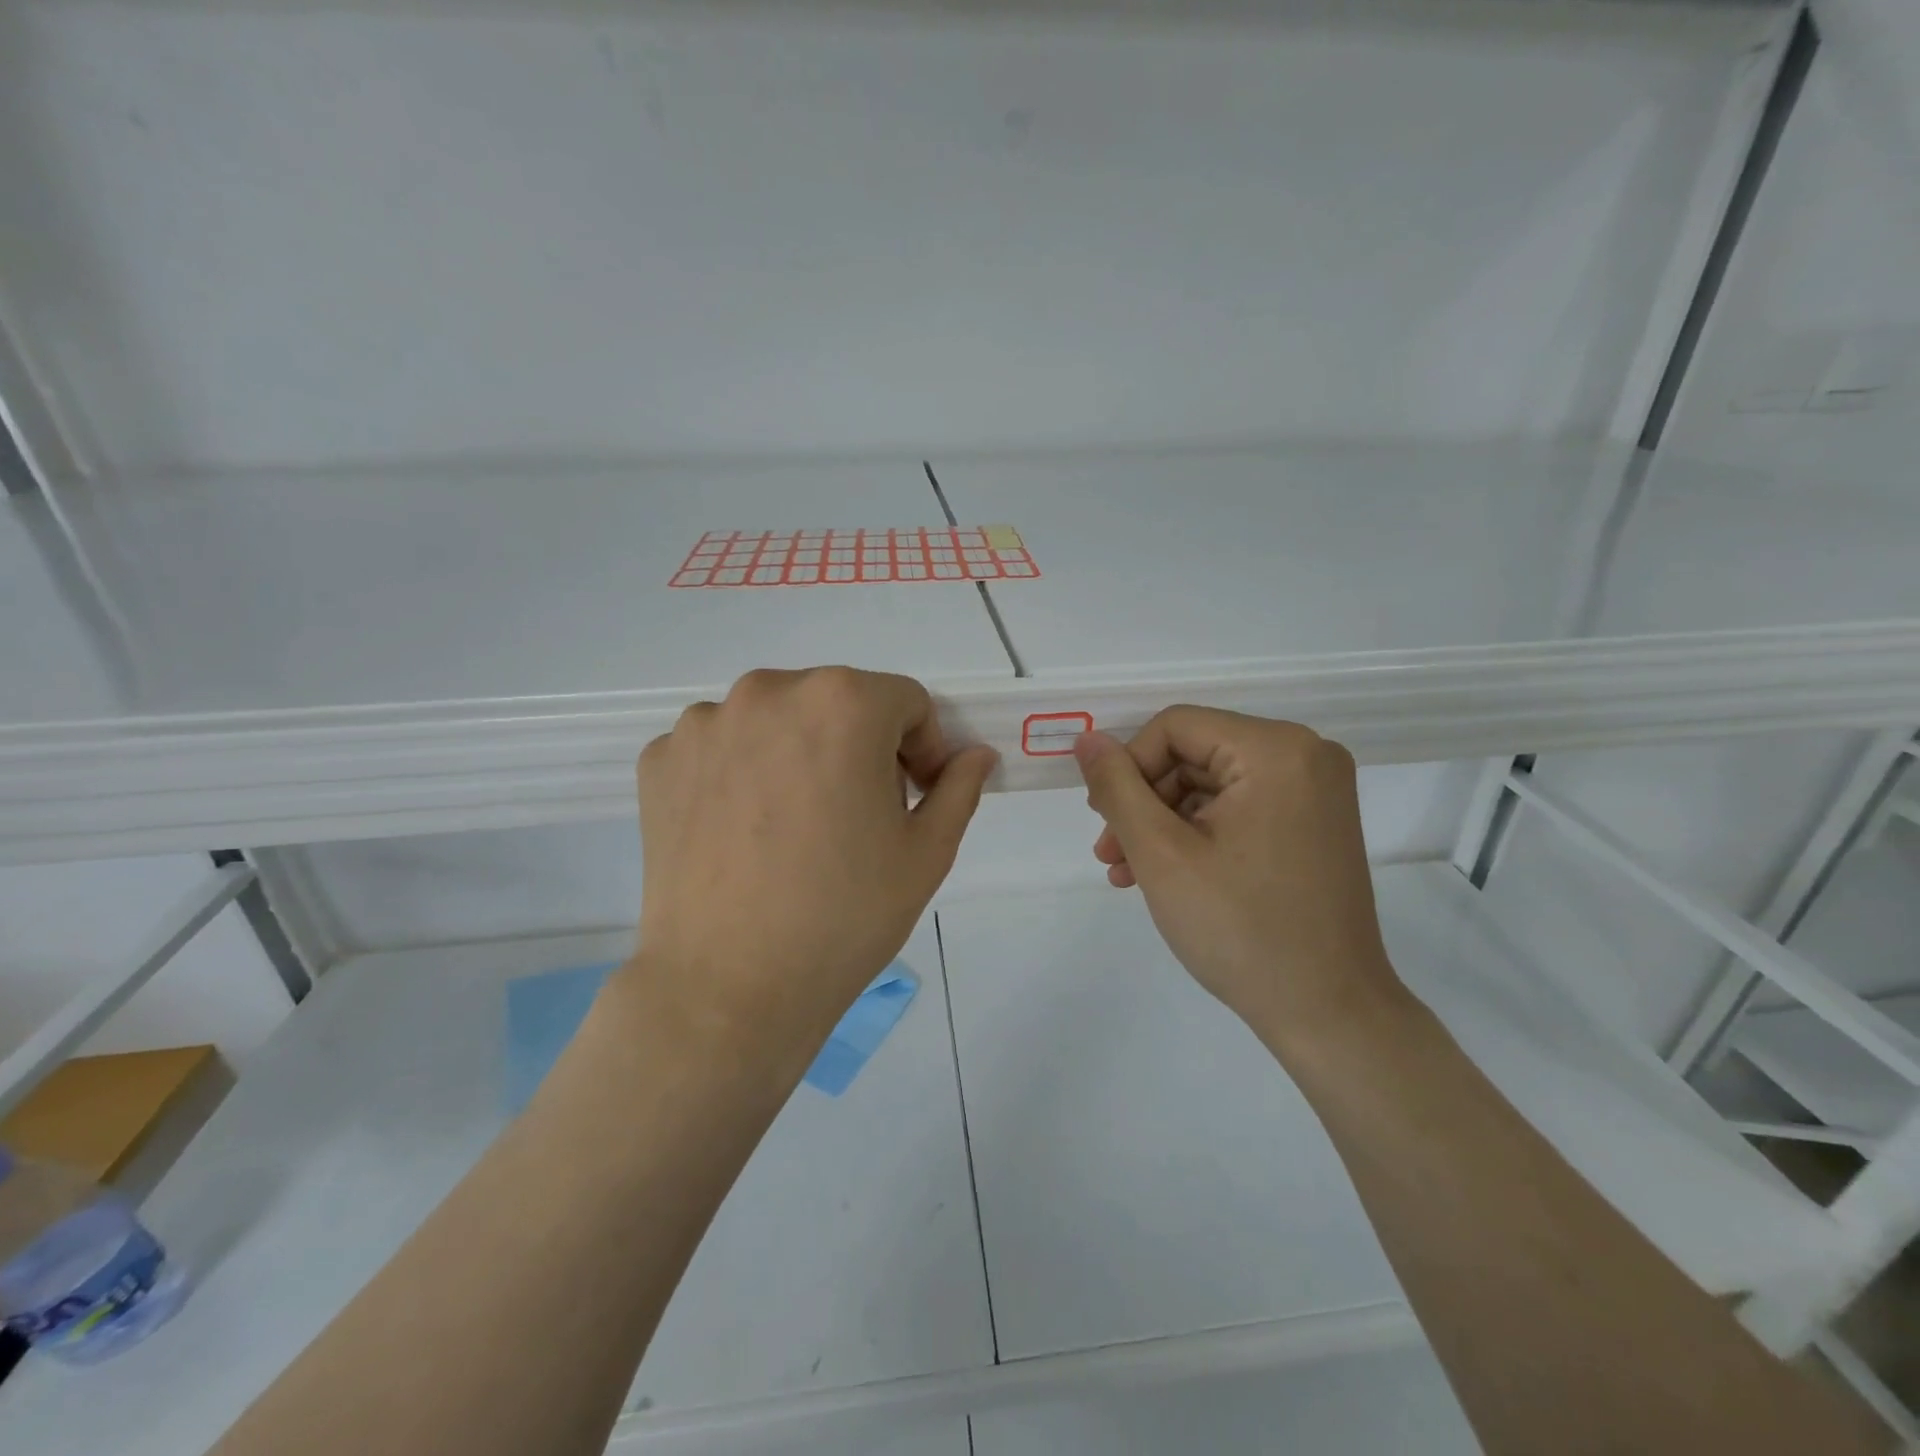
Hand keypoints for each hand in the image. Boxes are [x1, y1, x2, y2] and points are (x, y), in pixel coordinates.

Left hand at [631, 667, 996, 1068]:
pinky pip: (722, 746)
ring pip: (777, 719)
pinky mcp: (661, 759)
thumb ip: (959, 788)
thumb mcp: (926, 854)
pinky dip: (741, 771)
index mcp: (843, 703)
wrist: (726, 989)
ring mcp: (705, 724)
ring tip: (796, 824)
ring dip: (799, 752)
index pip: (905, 701)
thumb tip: (976, 755)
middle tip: (859, 814)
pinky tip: (744, 830)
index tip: (914, 797)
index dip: (923, 748)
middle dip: (862, 745)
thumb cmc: (843, 917)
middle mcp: (769, 691)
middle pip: (838, 701)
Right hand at [1074, 709, 1405, 1046]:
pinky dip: (1197, 835)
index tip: (1104, 820)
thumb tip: (1087, 739)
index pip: (1175, 727)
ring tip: (1126, 872)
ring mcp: (1315, 792)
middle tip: (1109, 853)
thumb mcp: (1161, 853)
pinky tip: (1163, 875)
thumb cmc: (1240, 929)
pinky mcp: (1313, 824)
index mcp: (1276, 750)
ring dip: (1162, 823)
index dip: (1128, 767)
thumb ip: (1116, 788)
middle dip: (1143, 802)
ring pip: (1210, 784)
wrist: (1328, 1014)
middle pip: (1193, 754)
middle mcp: (1306, 755)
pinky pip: (1238, 809)